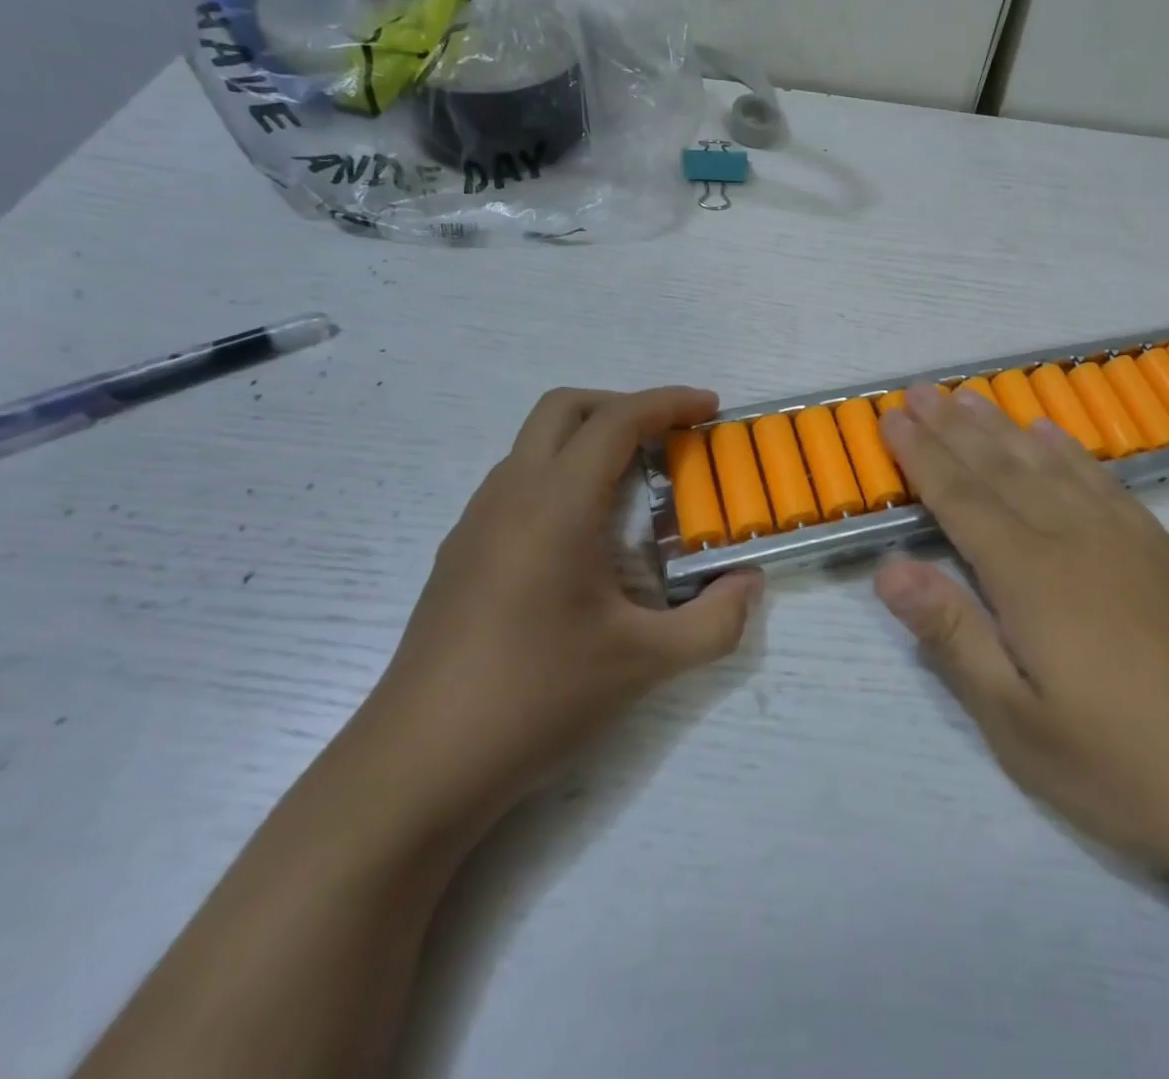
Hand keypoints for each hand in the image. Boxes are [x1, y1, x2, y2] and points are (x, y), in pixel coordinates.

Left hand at [354, 386, 762, 839]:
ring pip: (534, 444)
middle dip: (623, 405)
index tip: (710, 407)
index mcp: (556, 504)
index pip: (616, 421)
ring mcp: (476, 523)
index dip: (668, 402)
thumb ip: (715, 621)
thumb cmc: (536, 697)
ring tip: (634, 486)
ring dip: (588, 442)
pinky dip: (561, 477)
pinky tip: (583, 538)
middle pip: (564, 409)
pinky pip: (517, 483)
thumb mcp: (645, 663)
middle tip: (669, 437)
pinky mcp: (459, 554)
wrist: (418, 766)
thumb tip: (750, 585)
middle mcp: (510, 495)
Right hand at [873, 383, 1168, 881]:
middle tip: (918, 390)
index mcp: (1031, 577)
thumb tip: (888, 570)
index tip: (892, 420)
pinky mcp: (1162, 550)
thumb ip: (952, 635)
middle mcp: (1073, 539)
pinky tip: (1053, 435)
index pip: (961, 499)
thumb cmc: (1121, 766)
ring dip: (1004, 427)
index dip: (923, 456)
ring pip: (1049, 464)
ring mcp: (1124, 538)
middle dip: (953, 426)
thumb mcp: (1016, 722)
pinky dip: (1069, 451)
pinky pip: (1103, 480)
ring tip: (970, 397)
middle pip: (1001, 468)